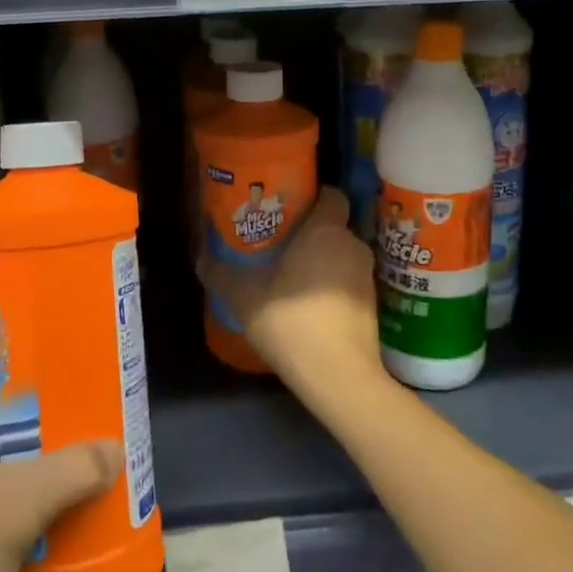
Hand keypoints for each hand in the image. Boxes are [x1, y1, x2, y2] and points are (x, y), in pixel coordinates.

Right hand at [199, 186, 386, 402]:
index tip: (290, 205)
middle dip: (311, 230)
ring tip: (292, 274)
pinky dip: (333, 286)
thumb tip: (200, 258)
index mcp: (326, 230)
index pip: (331, 194)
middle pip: (334, 225)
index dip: (314, 195)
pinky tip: (309, 304)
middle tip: (282, 241)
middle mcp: (352, 245)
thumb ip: (221, 273)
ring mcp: (366, 277)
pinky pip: (349, 282)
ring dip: (323, 260)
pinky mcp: (372, 306)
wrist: (339, 377)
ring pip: (342, 255)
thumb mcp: (243, 296)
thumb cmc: (291, 320)